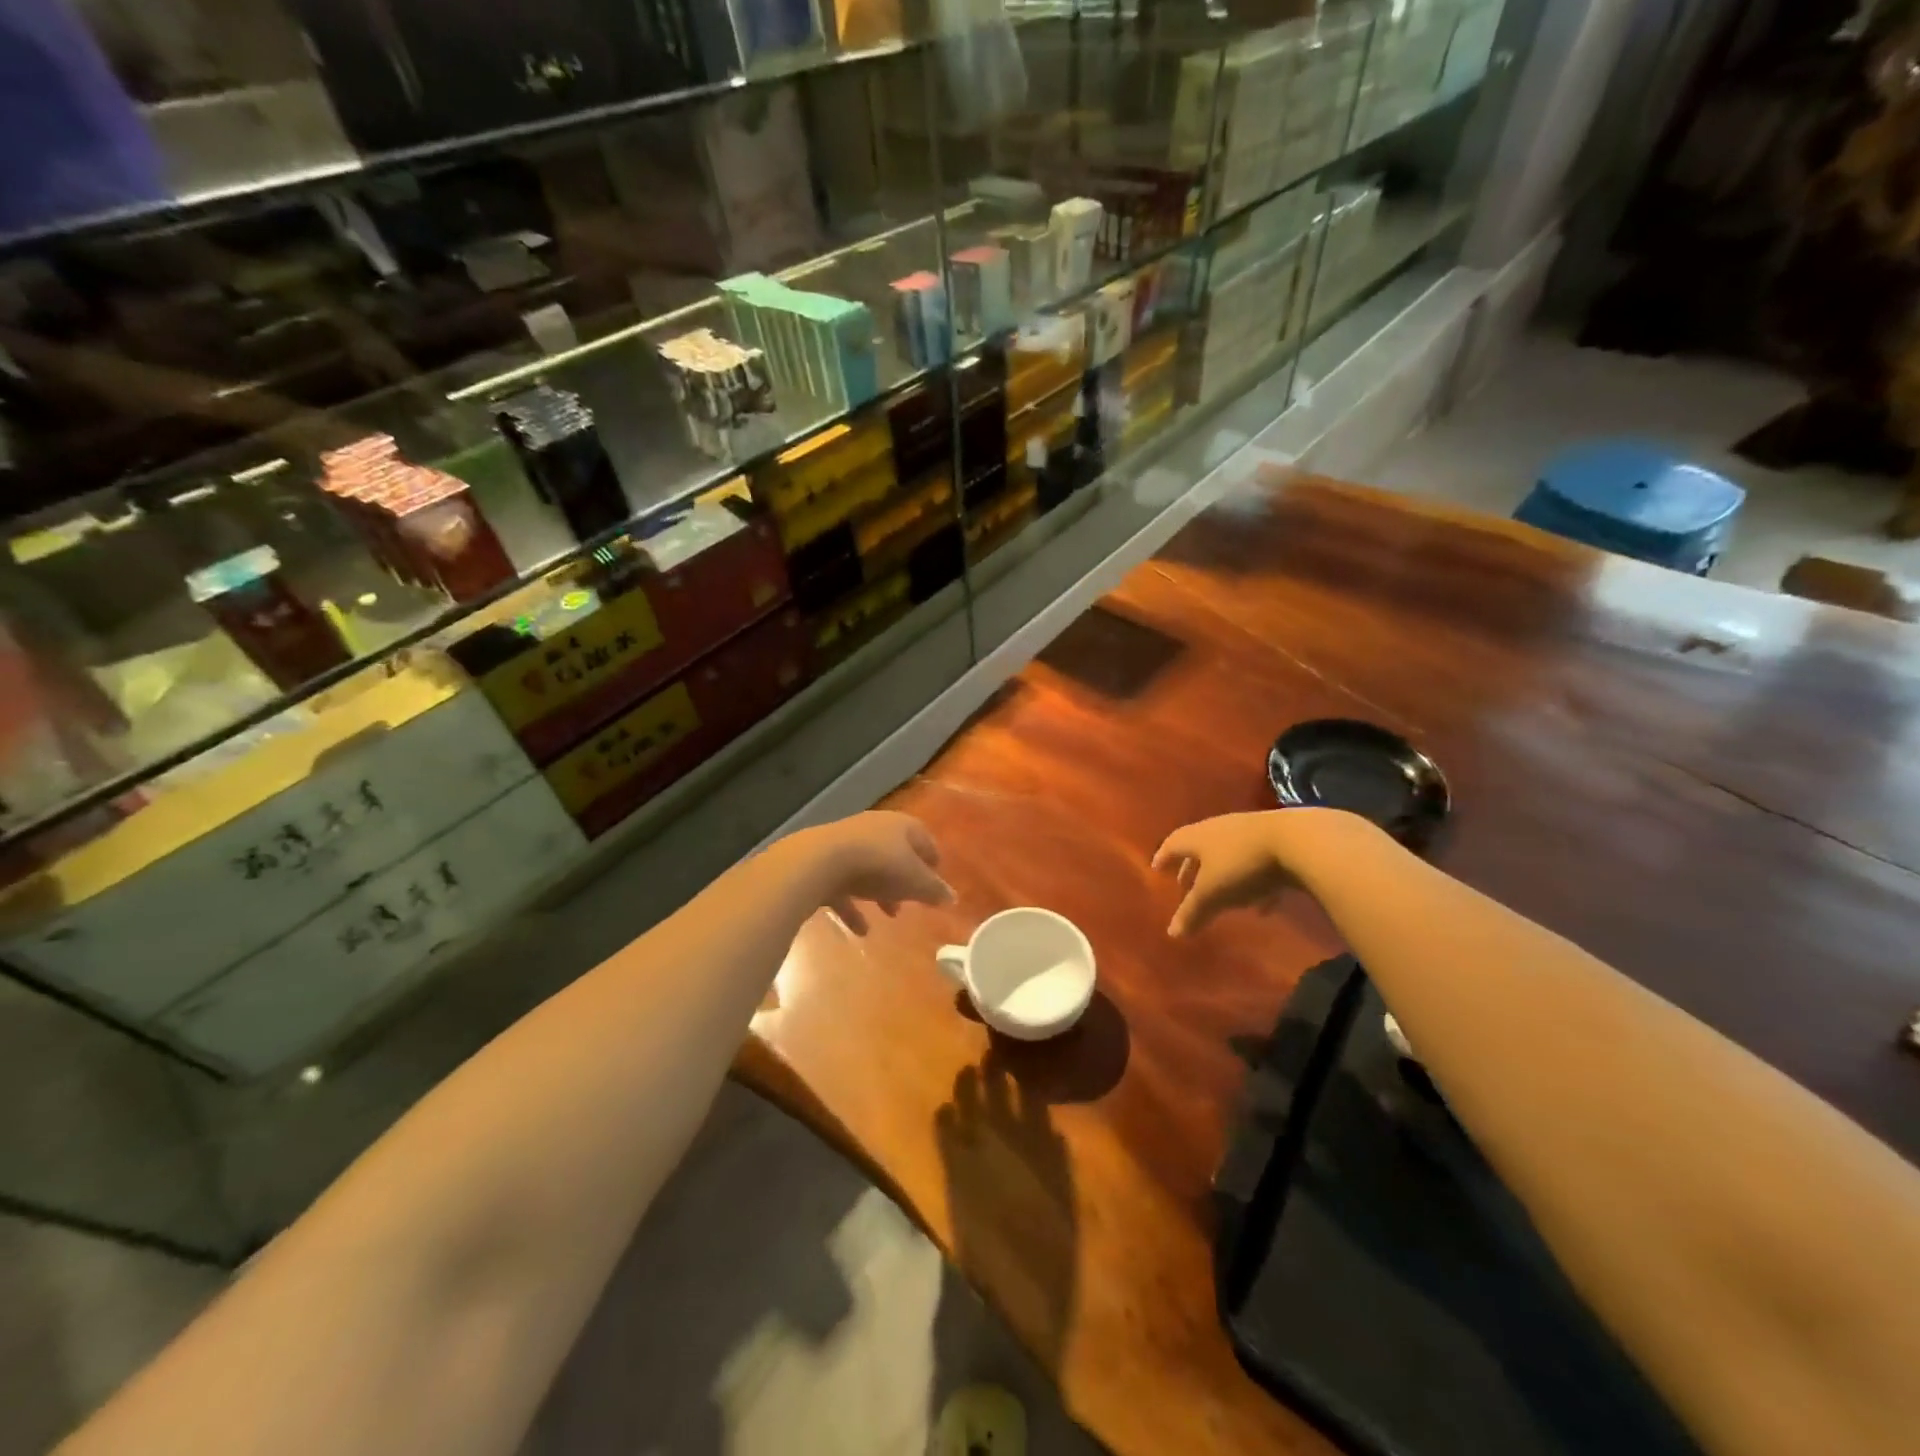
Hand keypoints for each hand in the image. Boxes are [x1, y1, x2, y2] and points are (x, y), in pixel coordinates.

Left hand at [794, 811, 953, 934]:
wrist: (820, 862)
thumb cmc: (879, 865)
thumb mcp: (915, 881)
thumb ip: (934, 890)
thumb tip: (952, 897)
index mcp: (901, 826)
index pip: (924, 839)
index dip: (933, 860)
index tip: (937, 881)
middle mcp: (875, 828)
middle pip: (895, 854)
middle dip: (904, 879)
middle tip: (912, 901)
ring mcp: (846, 844)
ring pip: (869, 869)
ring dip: (879, 892)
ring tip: (889, 915)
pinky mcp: (823, 862)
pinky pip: (844, 886)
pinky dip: (853, 907)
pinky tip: (860, 930)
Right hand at [1152, 812, 1297, 937]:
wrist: (1297, 841)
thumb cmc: (1241, 865)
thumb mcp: (1213, 893)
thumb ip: (1192, 912)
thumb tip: (1172, 933)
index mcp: (1198, 837)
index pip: (1173, 844)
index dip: (1163, 857)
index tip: (1156, 868)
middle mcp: (1219, 829)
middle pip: (1200, 848)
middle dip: (1191, 868)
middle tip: (1184, 885)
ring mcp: (1249, 833)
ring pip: (1229, 855)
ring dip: (1222, 875)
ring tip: (1221, 897)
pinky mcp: (1277, 842)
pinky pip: (1257, 865)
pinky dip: (1253, 883)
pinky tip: (1261, 906)